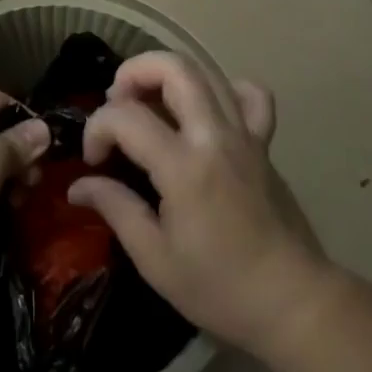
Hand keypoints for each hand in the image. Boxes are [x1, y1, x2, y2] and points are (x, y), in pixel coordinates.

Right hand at [68, 52, 326, 354]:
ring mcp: (244, 134)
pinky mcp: (264, 143)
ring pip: (206, 72)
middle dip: (132, 74)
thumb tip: (78, 185)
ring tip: (150, 102)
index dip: (97, 128)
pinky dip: (224, 89)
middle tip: (116, 104)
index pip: (126, 117)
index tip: (93, 160)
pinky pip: (250, 95)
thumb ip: (116, 209)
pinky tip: (206, 111)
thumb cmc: (221, 289)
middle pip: (172, 68)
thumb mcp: (156, 260)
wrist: (293, 304)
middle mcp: (214, 135)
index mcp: (183, 166)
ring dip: (168, 75)